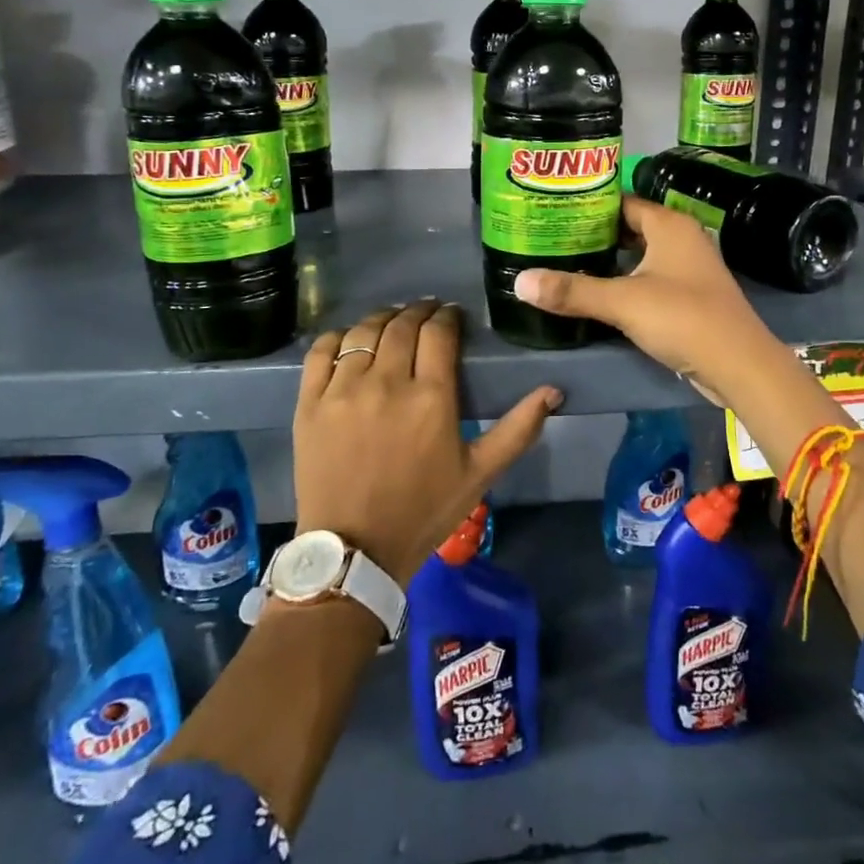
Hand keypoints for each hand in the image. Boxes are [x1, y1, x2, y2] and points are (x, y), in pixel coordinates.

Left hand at [294, 300, 559, 583]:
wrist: (356, 552)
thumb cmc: (424, 511)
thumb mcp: (480, 474)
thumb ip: (518, 429)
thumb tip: (553, 391)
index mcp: (431, 397)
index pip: (439, 333)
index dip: (447, 316)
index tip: (452, 315)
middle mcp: (386, 382)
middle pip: (402, 325)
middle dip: (418, 311)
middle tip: (426, 312)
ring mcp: (343, 391)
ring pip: (362, 332)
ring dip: (382, 318)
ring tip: (392, 320)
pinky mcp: (310, 404)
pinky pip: (321, 352)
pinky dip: (337, 337)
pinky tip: (349, 340)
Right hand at [512, 195, 787, 411]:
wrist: (739, 365)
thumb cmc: (683, 318)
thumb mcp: (622, 302)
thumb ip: (572, 291)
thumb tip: (519, 281)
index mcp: (669, 225)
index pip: (622, 201)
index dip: (589, 205)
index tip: (553, 211)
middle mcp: (681, 238)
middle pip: (630, 227)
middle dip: (594, 234)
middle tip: (552, 239)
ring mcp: (689, 268)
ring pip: (641, 255)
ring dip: (610, 260)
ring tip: (567, 263)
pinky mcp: (690, 295)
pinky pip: (650, 278)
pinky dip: (626, 281)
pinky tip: (599, 293)